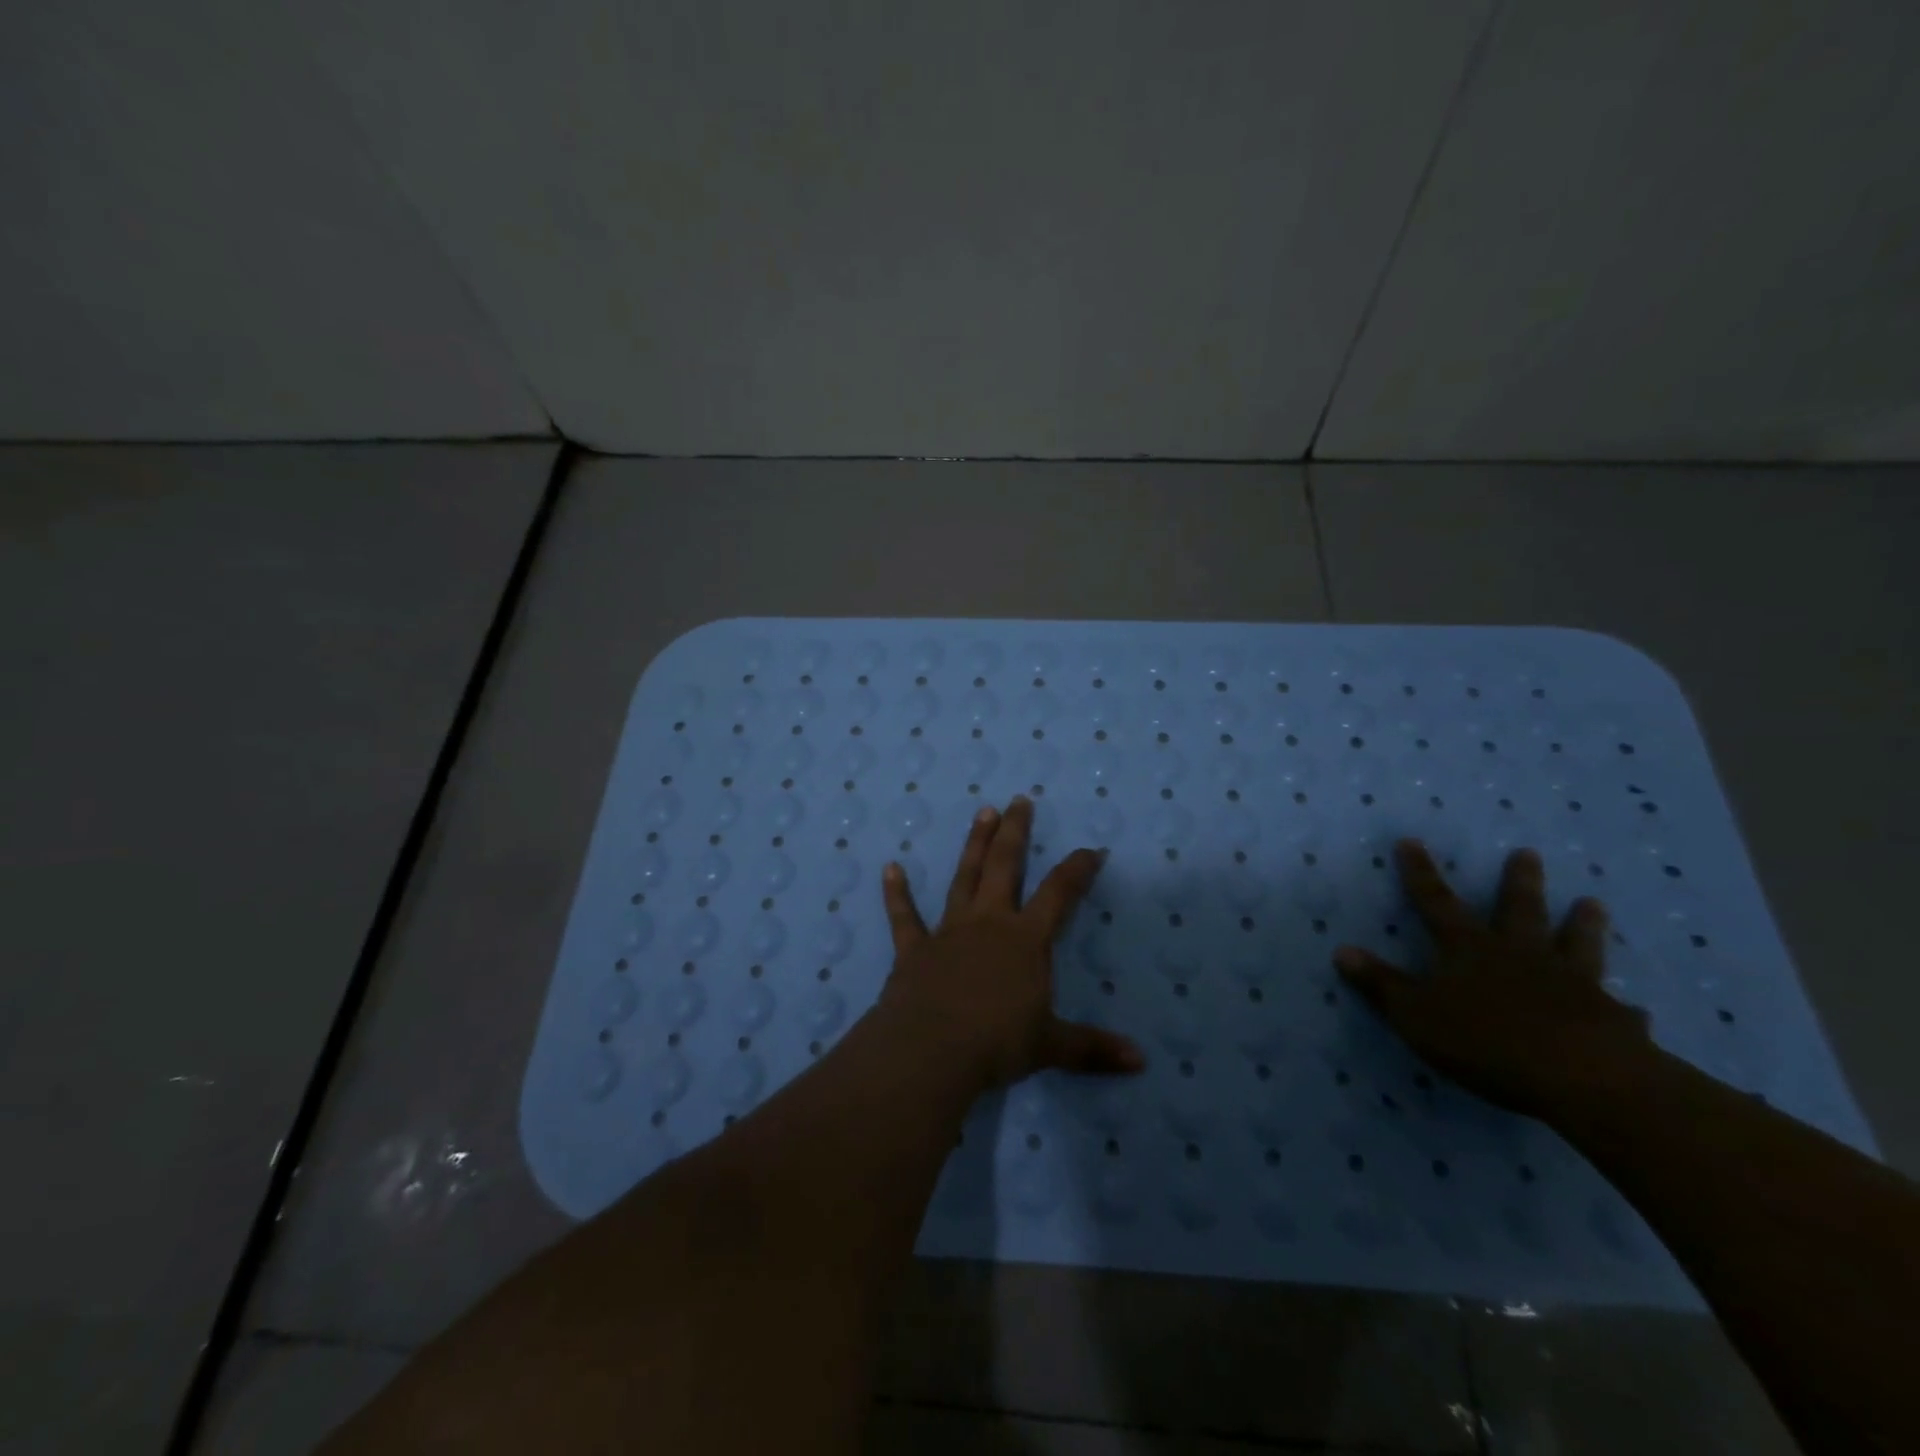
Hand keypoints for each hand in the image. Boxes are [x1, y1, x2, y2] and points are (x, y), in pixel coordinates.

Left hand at [878, 796, 1146, 1089]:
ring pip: (963, 878)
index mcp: (1025, 940)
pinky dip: (897, 892)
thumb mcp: (1051, 1046)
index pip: (1059, 894)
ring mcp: (949, 931)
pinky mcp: (914, 948)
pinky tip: (890, 867)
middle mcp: (988, 923)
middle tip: (1019, 801)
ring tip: (982, 812)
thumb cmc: (996, 1043)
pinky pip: (904, 916)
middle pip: (1004, 867)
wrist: (931, 1051)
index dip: (1078, 869)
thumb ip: (1093, 1049)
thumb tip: (1141, 1061)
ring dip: (973, 845)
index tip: (1092, 849)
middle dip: (1014, 832)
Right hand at [1334, 840, 1655, 1118]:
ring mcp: (1572, 983)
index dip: (1420, 873)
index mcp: (1469, 949)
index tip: (1411, 841)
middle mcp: (1521, 954)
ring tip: (1592, 903)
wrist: (1582, 1077)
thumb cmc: (1486, 1040)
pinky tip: (1634, 1008)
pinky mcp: (1611, 1019)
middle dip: (1519, 881)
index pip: (1436, 902)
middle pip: (1519, 910)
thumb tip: (1341, 950)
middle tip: (1528, 853)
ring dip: (1583, 924)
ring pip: (1577, 944)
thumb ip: (1380, 984)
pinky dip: (1622, 1007)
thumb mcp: (1415, 1014)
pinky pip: (1618, 1009)